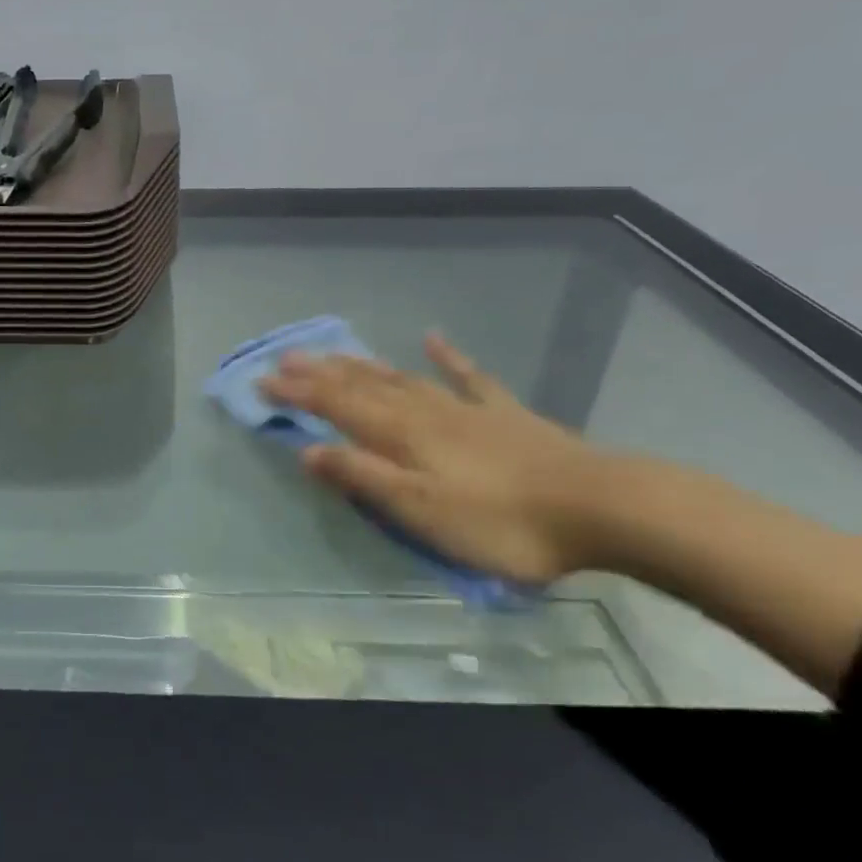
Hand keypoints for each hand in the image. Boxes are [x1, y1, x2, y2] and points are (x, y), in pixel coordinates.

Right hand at [260, 334, 606, 583]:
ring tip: (334, 352)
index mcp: (401, 435)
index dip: (296, 394)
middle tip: (285, 356)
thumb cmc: (500, 521)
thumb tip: (306, 451)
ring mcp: (466, 409)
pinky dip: (447, 357)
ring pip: (402, 378)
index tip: (260, 381)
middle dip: (320, 372)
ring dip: (364, 364)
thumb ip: (362, 477)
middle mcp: (425, 412)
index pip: (335, 407)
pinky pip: (469, 377)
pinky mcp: (504, 415)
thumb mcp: (419, 510)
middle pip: (363, 386)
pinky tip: (434, 339)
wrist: (600, 507)